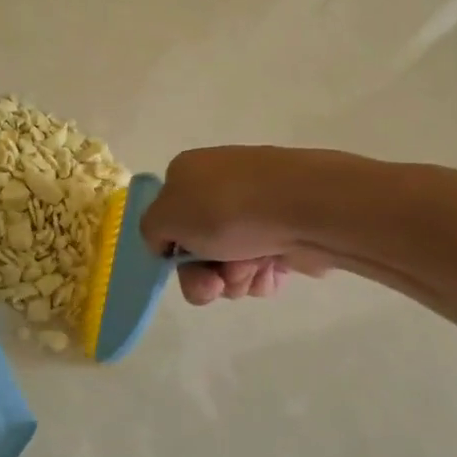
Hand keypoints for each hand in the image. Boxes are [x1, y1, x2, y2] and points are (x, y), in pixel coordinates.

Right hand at [140, 146, 332, 304]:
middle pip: (198, 251)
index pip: (167, 219)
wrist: (305, 208)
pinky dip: (262, 276)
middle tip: (216, 282)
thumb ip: (151, 231)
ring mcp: (256, 212)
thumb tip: (168, 242)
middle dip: (203, 275)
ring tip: (252, 267)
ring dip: (234, 278)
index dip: (170, 249)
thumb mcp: (166, 216)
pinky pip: (261, 268)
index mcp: (188, 173)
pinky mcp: (284, 234)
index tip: (179, 262)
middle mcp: (221, 188)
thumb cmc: (228, 209)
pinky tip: (272, 269)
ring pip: (229, 266)